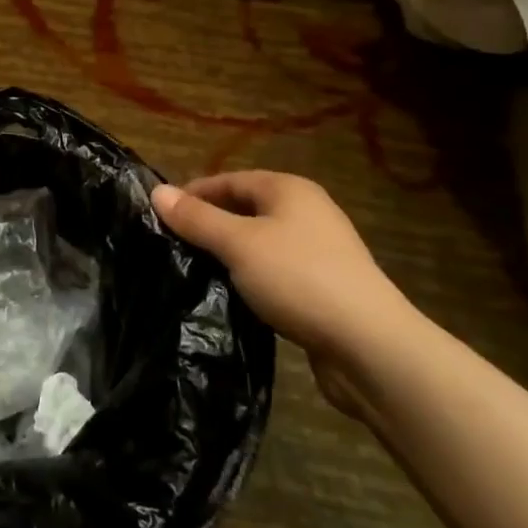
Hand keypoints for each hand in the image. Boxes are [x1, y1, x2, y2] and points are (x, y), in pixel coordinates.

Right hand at [153, 171, 419, 370]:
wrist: (370, 347)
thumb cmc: (299, 279)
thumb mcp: (238, 244)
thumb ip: (196, 218)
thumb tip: (157, 191)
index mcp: (289, 190)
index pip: (230, 180)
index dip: (194, 193)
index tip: (160, 215)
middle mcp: (307, 212)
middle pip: (246, 209)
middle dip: (209, 224)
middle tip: (172, 244)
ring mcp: (319, 252)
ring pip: (259, 243)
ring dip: (229, 254)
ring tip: (194, 270)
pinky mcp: (324, 288)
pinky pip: (275, 272)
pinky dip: (250, 278)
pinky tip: (232, 295)